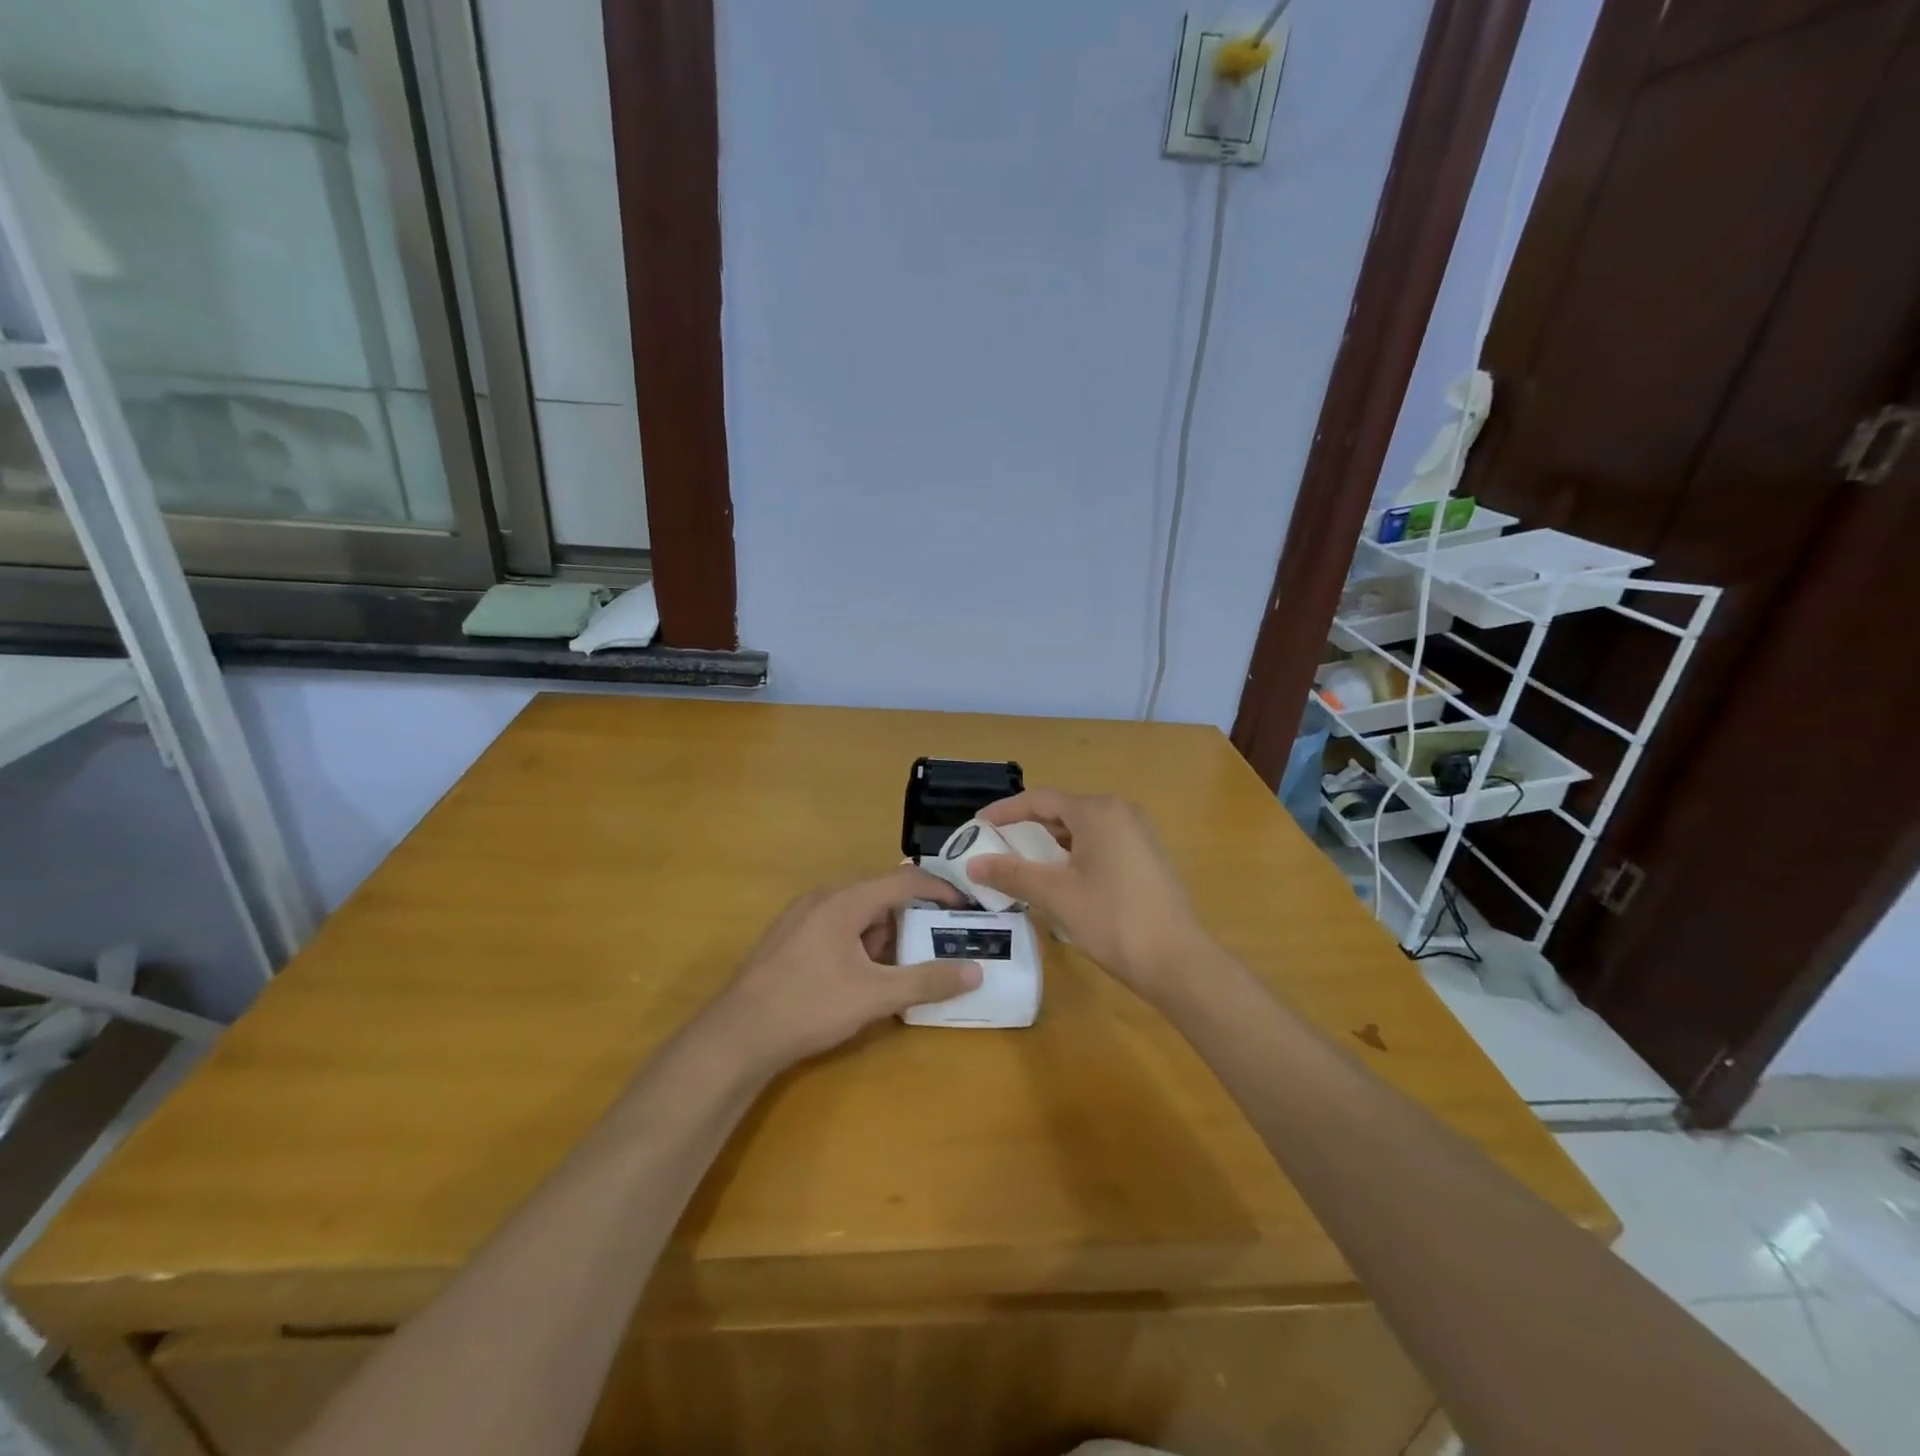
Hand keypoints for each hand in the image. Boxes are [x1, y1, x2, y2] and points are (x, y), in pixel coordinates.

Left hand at [704, 866, 982, 1073]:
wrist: (736, 1036)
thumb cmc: (809, 1007)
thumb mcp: (875, 997)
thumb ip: (927, 981)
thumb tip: (975, 972)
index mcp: (845, 901)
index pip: (905, 880)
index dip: (940, 890)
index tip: (965, 909)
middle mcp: (822, 898)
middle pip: (880, 897)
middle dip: (909, 922)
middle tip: (929, 952)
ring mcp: (800, 917)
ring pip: (857, 915)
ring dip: (882, 938)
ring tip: (891, 976)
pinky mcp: (787, 938)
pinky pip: (835, 928)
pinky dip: (858, 945)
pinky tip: (856, 981)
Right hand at [971, 790, 1205, 1004]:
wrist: (1178, 962)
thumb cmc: (1113, 920)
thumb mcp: (1057, 895)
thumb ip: (1013, 874)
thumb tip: (972, 864)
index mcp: (1098, 811)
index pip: (1040, 799)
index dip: (1005, 811)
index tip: (976, 826)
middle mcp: (1121, 812)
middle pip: (1062, 810)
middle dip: (1026, 828)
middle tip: (994, 847)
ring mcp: (1138, 834)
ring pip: (1081, 829)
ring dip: (1049, 844)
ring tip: (1019, 864)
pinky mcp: (1146, 856)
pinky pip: (1100, 844)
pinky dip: (1073, 855)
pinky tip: (1058, 879)